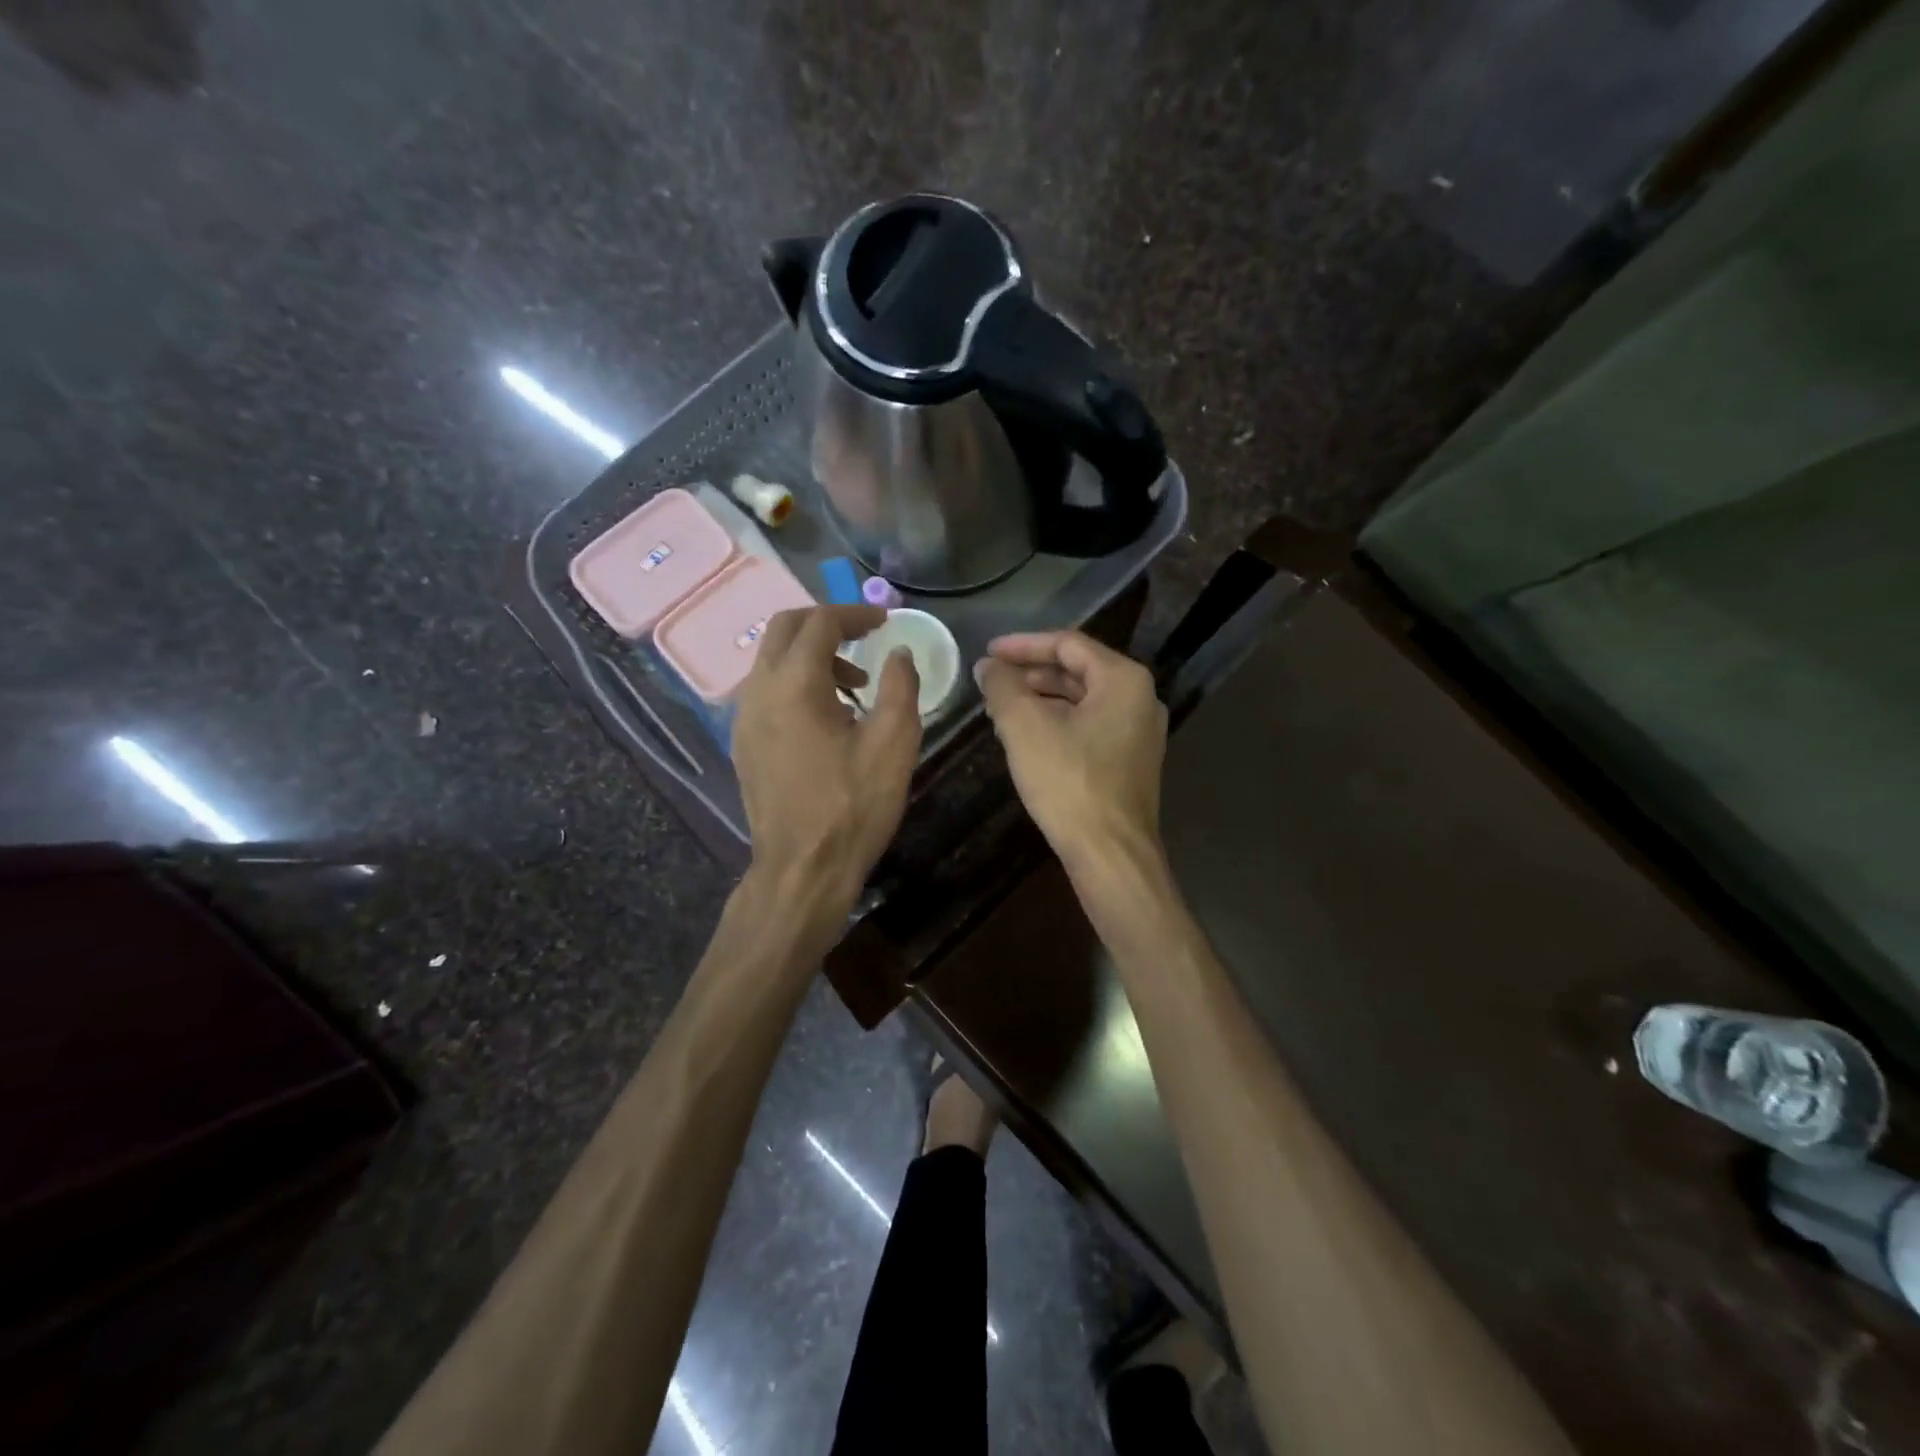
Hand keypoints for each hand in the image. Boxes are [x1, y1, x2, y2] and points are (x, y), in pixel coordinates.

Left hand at [732, 605, 921, 923]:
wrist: (802, 869)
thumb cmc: (853, 805)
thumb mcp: (894, 743)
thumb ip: (900, 686)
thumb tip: (898, 654)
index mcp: (794, 683)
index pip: (820, 623)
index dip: (854, 615)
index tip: (884, 622)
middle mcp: (759, 690)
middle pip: (784, 629)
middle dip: (826, 625)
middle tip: (864, 639)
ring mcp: (743, 718)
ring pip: (771, 660)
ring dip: (811, 656)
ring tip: (855, 688)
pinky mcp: (743, 743)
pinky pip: (766, 691)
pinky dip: (795, 683)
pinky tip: (826, 717)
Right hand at [974, 630, 1166, 871]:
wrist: (1110, 854)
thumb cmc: (1069, 783)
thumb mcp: (1025, 728)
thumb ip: (1002, 687)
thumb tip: (987, 666)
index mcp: (1124, 680)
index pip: (1068, 644)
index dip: (1023, 645)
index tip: (987, 653)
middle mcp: (1141, 699)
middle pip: (1078, 670)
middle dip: (1031, 673)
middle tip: (992, 681)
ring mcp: (1139, 733)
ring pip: (1083, 701)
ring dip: (1042, 700)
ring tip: (1002, 708)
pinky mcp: (1131, 762)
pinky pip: (1090, 727)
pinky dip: (1058, 723)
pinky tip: (1027, 738)